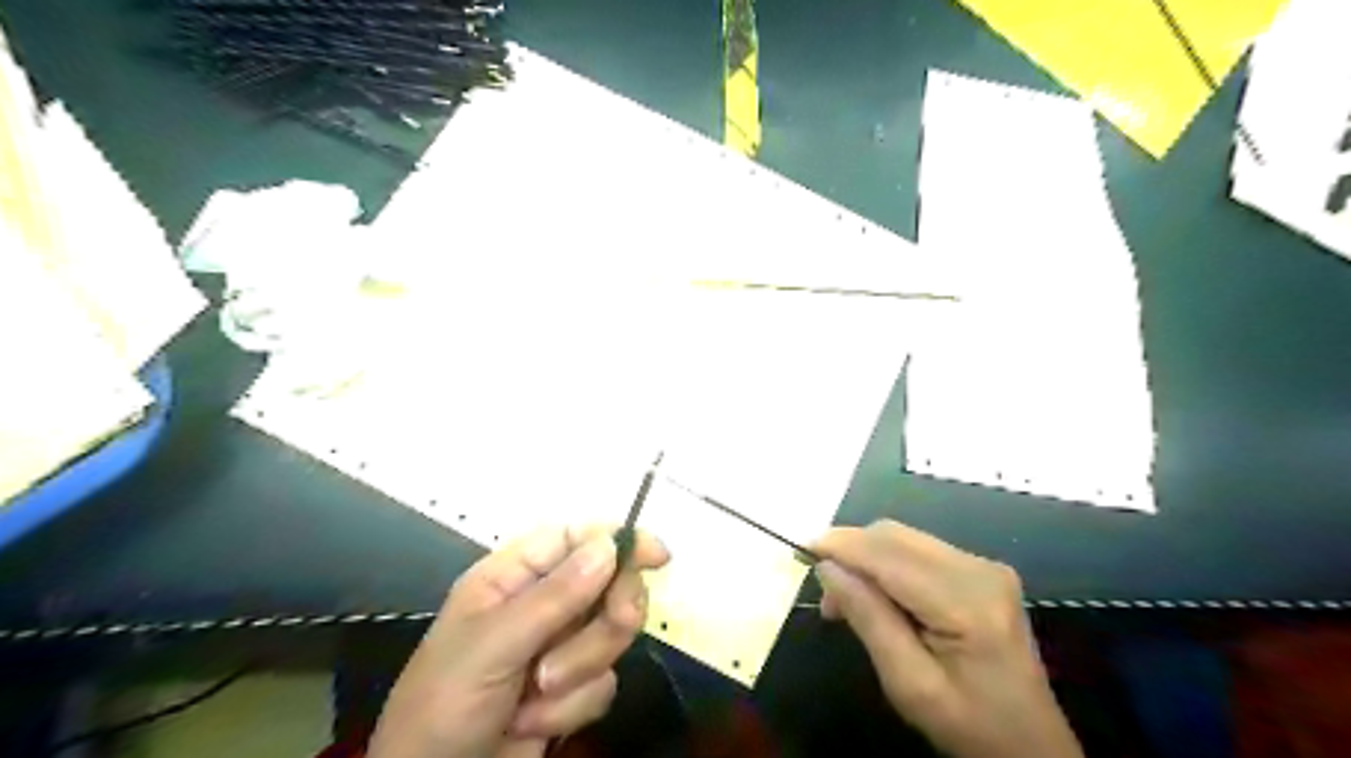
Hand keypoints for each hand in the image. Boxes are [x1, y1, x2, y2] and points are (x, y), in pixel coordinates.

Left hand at [367, 523, 664, 756]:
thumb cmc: (445, 704)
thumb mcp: (493, 646)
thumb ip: (554, 597)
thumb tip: (609, 546)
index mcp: (512, 577)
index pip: (575, 538)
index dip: (617, 539)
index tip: (657, 555)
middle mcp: (541, 604)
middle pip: (608, 583)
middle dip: (608, 615)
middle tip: (614, 625)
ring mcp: (559, 646)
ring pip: (611, 634)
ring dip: (581, 668)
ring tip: (537, 693)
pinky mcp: (572, 689)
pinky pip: (605, 682)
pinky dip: (573, 708)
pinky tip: (532, 723)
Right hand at [811, 522, 1083, 756]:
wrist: (1030, 746)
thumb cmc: (968, 725)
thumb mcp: (909, 684)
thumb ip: (868, 618)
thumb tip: (828, 567)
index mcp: (967, 601)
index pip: (889, 554)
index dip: (841, 546)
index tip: (801, 550)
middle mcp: (979, 568)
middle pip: (895, 536)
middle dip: (851, 553)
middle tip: (826, 596)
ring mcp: (984, 566)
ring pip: (903, 539)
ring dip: (867, 559)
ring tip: (846, 601)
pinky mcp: (981, 571)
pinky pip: (919, 551)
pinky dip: (887, 564)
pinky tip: (878, 596)